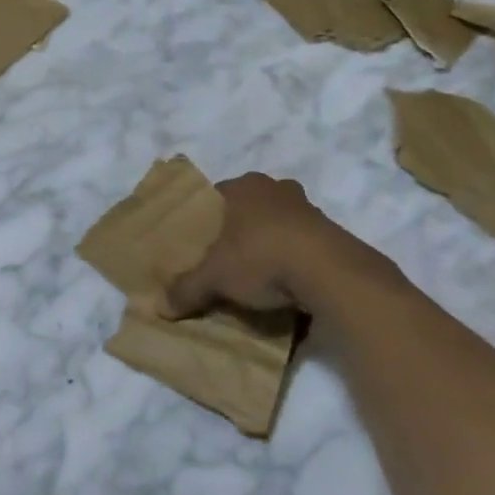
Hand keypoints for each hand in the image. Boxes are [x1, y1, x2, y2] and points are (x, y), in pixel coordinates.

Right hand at [159, 172, 402, 319]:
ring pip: (280, 222)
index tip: (202, 241)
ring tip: (260, 273)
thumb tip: (159, 307)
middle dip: (241, 228)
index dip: (207, 217)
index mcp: (242, 186)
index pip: (216, 195)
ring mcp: (309, 208)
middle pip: (250, 206)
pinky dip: (297, 259)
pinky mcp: (335, 233)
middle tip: (229, 256)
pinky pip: (306, 243)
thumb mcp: (214, 278)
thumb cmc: (261, 257)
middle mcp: (275, 188)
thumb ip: (186, 289)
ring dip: (272, 242)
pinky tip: (289, 284)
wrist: (331, 274)